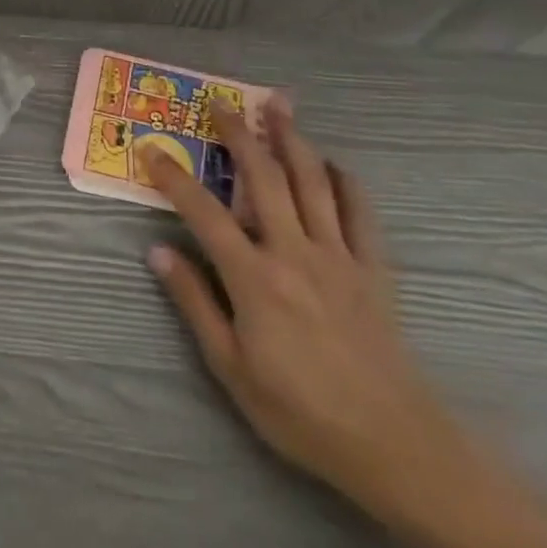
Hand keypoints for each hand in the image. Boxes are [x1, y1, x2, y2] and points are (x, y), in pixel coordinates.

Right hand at [142, 101, 472, 521]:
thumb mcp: (230, 367)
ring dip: (292, 139)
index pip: (203, 212)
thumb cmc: (300, 411)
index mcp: (254, 277)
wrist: (394, 444)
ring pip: (312, 182)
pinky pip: (360, 212)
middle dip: (240, 135)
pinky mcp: (374, 268)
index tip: (152, 149)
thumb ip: (195, 303)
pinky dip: (345, 181)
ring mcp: (338, 256)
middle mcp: (294, 252)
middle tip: (222, 102)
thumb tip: (158, 251)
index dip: (174, 177)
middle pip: (264, 178)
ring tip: (279, 105)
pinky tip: (332, 163)